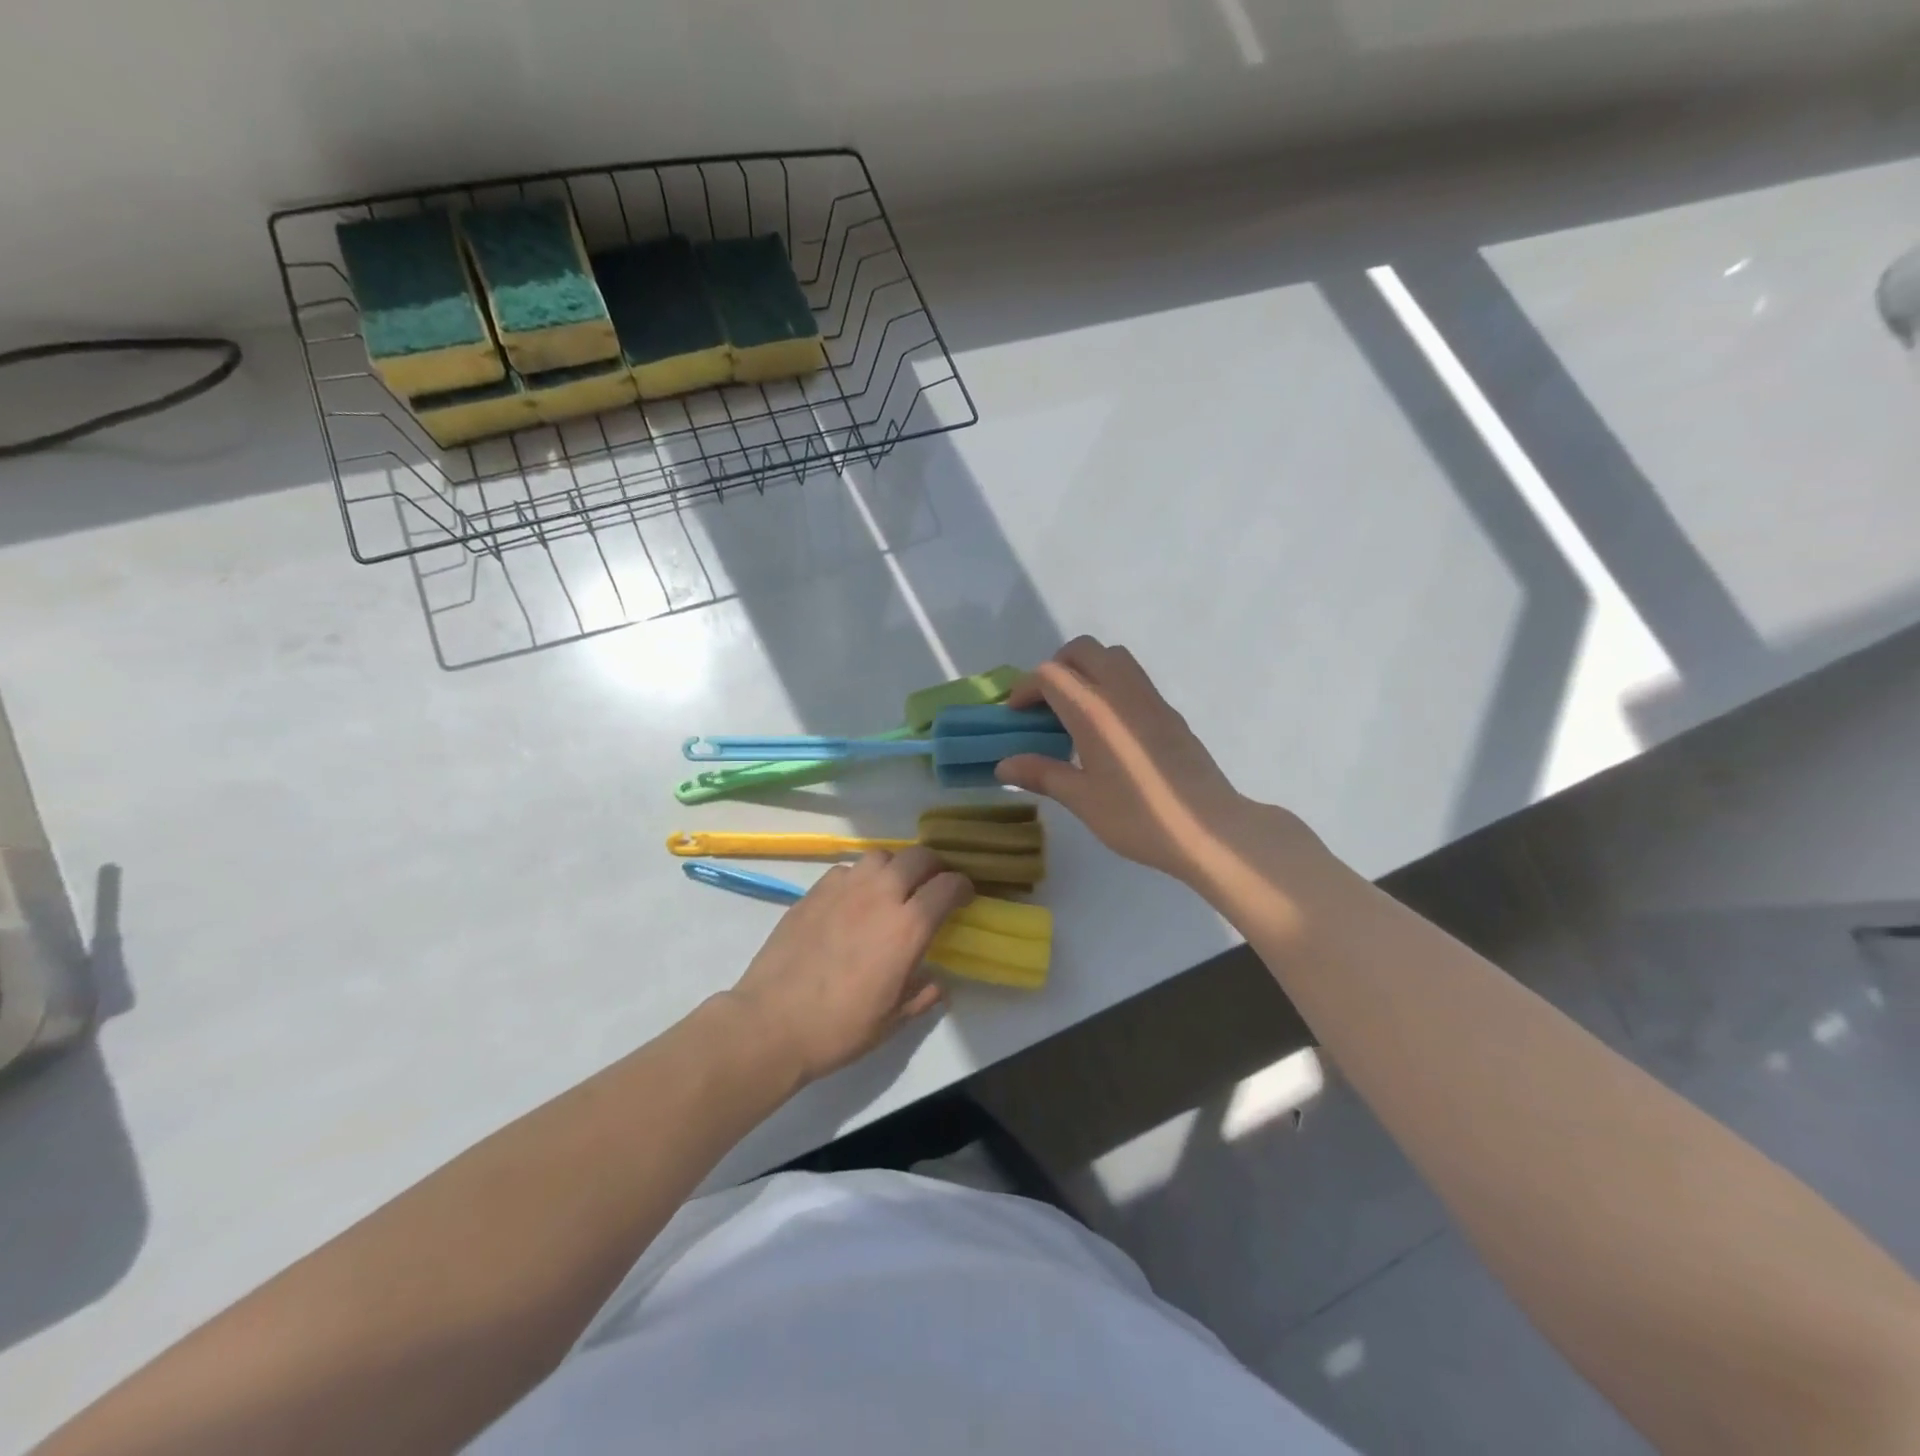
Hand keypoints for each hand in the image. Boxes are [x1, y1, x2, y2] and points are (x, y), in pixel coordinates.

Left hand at [726, 848, 972, 1084]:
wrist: (772, 1023)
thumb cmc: (840, 1028)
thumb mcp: (893, 1020)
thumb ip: (923, 994)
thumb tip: (938, 983)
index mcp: (908, 926)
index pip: (948, 886)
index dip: (962, 887)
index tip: (964, 897)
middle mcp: (880, 895)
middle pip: (918, 857)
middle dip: (934, 866)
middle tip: (934, 884)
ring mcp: (844, 888)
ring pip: (880, 855)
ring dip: (895, 866)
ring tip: (893, 887)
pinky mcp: (814, 891)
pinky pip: (846, 870)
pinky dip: (860, 878)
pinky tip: (853, 901)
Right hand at [995, 637, 1262, 882]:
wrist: (1208, 829)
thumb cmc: (1139, 817)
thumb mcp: (1083, 800)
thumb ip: (1042, 774)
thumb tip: (1003, 764)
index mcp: (1095, 711)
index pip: (1051, 674)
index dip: (1025, 688)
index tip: (1015, 716)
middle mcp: (1122, 692)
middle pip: (1083, 650)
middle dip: (1056, 668)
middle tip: (1043, 704)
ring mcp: (1151, 698)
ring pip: (1113, 657)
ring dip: (1086, 670)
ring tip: (1074, 711)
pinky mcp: (1169, 711)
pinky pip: (1133, 678)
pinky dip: (1110, 685)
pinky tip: (1107, 728)